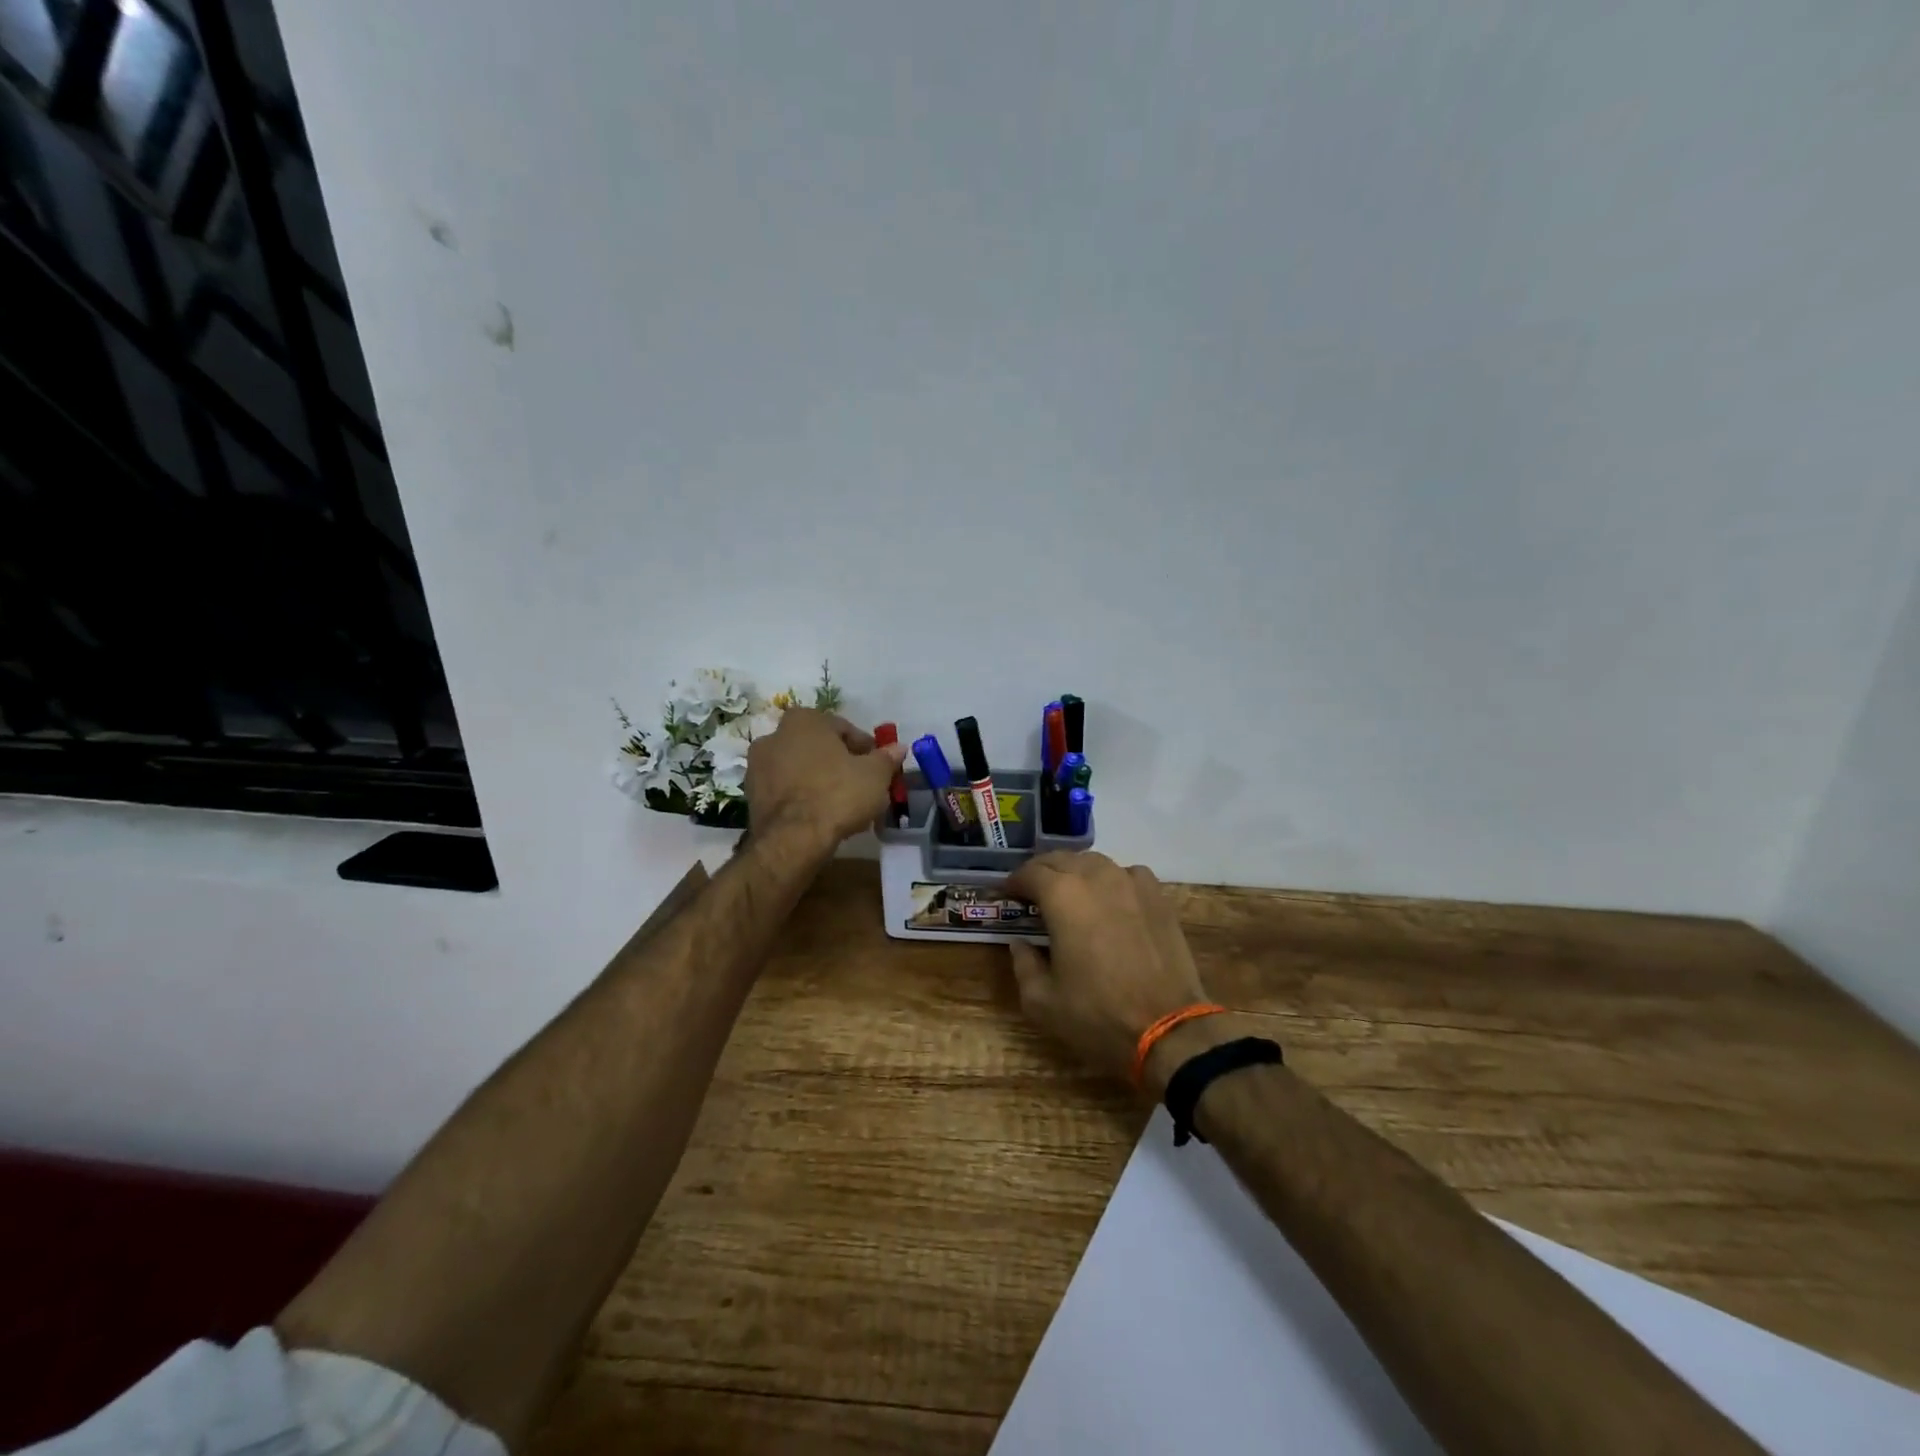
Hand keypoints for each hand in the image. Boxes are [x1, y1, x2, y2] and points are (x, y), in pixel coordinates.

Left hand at [745, 707, 908, 850]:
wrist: (793, 839)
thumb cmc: (837, 794)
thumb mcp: (875, 775)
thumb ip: (886, 758)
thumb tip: (898, 747)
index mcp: (804, 720)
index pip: (844, 729)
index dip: (866, 749)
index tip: (879, 768)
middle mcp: (774, 735)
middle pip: (820, 749)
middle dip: (842, 765)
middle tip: (863, 787)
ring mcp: (758, 767)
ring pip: (802, 770)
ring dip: (822, 782)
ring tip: (845, 807)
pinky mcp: (752, 796)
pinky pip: (788, 791)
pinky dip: (804, 799)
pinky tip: (823, 817)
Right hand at [1003, 852, 1212, 1087]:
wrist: (1168, 1029)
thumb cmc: (1097, 1016)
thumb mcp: (1042, 1001)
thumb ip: (1023, 964)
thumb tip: (1020, 943)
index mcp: (1062, 896)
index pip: (1029, 873)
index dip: (1013, 883)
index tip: (1007, 896)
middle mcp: (1095, 877)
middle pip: (1061, 860)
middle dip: (1042, 873)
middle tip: (1033, 894)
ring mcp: (1130, 883)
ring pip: (1094, 862)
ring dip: (1076, 872)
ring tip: (1070, 894)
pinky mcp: (1157, 896)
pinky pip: (1128, 874)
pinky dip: (1112, 880)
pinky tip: (1111, 900)